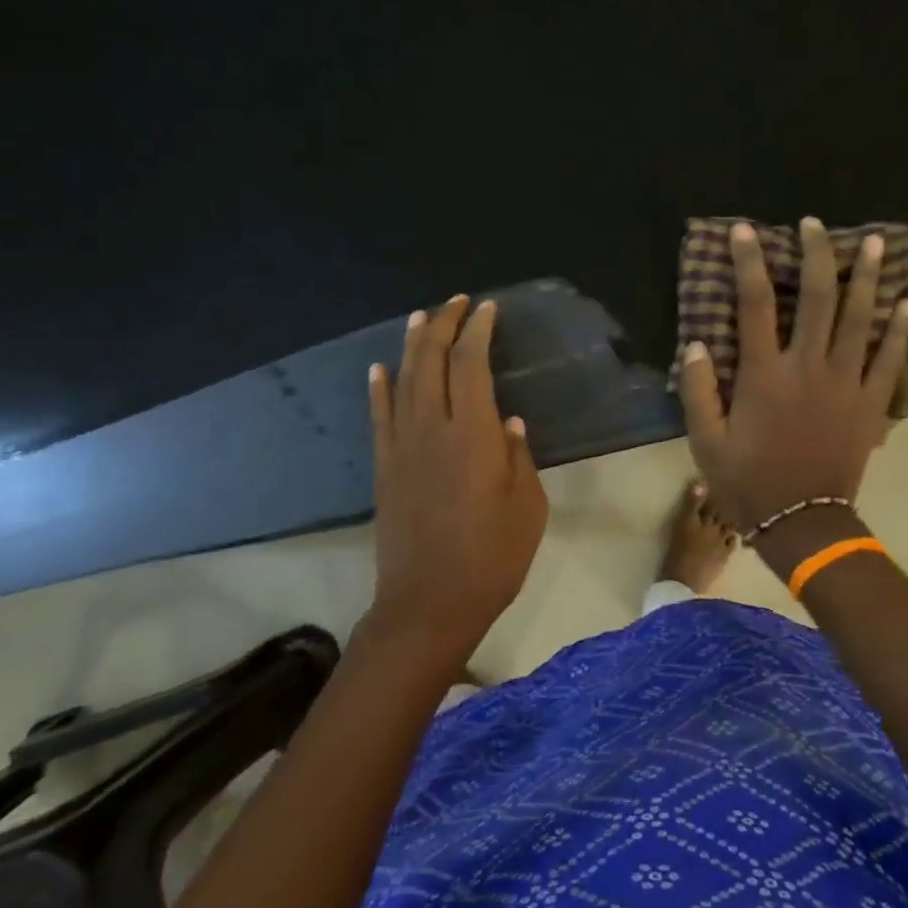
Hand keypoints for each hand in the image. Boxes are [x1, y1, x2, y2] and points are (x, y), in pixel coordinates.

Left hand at [366, 295, 547, 664]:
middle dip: (443, 325)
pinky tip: (379, 368)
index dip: (477, 331)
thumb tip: (510, 423)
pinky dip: (378, 388)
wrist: (428, 604)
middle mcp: (432, 429)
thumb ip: (520, 458)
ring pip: (403, 380)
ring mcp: (402, 447)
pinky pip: (379, 417)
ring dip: (412, 344)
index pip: (470, 364)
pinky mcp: (384, 468)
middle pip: (431, 361)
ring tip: (421, 317)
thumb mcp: (528, 509)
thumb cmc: (491, 558)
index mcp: (474, 435)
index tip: (487, 310)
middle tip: (457, 303)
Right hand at [679, 218, 907, 532]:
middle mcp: (808, 367)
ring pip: (860, 318)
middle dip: (816, 255)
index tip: (744, 232)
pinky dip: (898, 328)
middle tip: (814, 225)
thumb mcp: (706, 441)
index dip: (748, 263)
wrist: (802, 522)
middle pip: (816, 298)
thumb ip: (699, 391)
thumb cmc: (748, 481)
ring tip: (872, 243)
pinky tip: (905, 301)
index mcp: (765, 375)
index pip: (754, 305)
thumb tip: (698, 343)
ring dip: (866, 277)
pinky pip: (889, 358)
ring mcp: (846, 383)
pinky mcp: (871, 403)